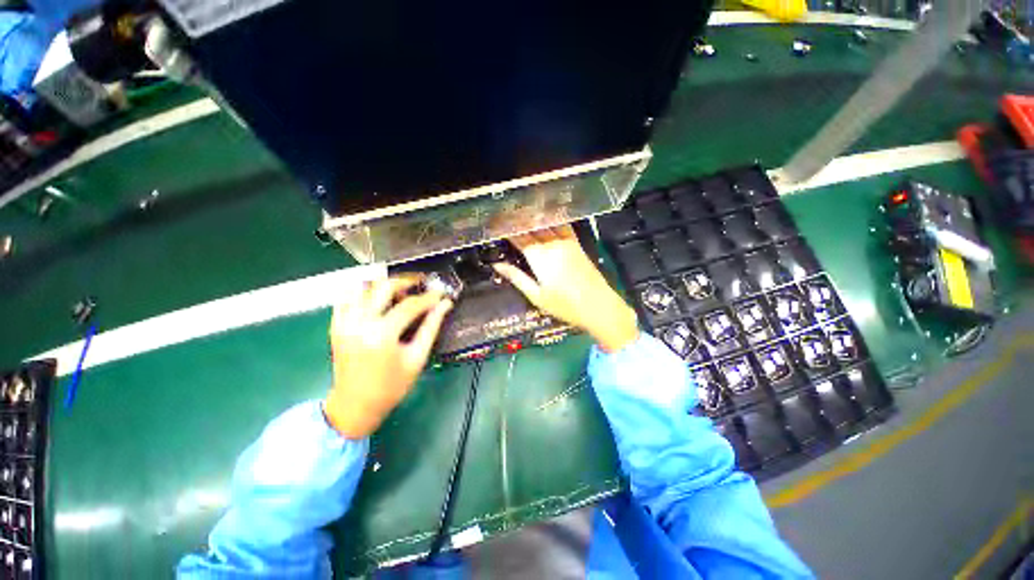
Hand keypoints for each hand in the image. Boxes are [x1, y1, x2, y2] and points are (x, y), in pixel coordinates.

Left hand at [325, 277, 452, 438]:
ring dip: (384, 284)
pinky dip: (362, 292)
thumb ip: (431, 327)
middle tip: (421, 284)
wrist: (355, 405)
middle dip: (406, 281)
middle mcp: (360, 323)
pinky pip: (346, 298)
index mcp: (382, 335)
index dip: (428, 297)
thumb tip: (445, 305)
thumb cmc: (391, 386)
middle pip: (384, 287)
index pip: (410, 305)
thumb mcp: (417, 357)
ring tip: (399, 291)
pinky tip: (376, 297)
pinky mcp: (336, 326)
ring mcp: (344, 323)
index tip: (440, 293)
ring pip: (363, 287)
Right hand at [494, 226, 638, 352]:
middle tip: (505, 214)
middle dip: (518, 220)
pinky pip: (562, 225)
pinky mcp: (576, 244)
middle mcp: (552, 244)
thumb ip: (517, 278)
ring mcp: (566, 242)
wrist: (599, 306)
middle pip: (532, 227)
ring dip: (534, 216)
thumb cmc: (565, 306)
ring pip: (546, 223)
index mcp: (540, 257)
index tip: (495, 224)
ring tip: (522, 211)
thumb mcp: (537, 296)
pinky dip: (552, 219)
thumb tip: (498, 265)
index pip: (519, 237)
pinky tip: (547, 216)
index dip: (507, 230)